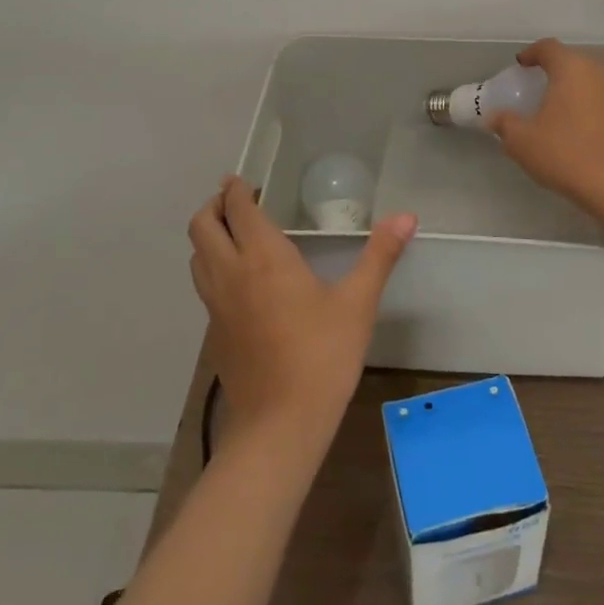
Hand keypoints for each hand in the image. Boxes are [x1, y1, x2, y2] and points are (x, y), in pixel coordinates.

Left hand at [188, 176, 416, 449]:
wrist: (280, 425)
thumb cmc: (322, 356)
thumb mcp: (358, 303)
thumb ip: (380, 255)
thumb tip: (406, 216)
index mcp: (263, 257)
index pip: (238, 209)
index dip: (235, 189)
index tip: (241, 180)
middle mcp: (231, 273)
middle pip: (201, 226)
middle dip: (213, 206)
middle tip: (236, 201)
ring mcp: (216, 306)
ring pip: (197, 257)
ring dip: (209, 237)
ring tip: (234, 235)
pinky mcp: (213, 335)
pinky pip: (204, 287)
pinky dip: (212, 269)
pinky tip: (240, 283)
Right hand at [492, 39, 603, 205]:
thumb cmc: (564, 153)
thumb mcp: (522, 141)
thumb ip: (505, 123)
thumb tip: (494, 117)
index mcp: (571, 69)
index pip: (549, 47)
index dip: (532, 53)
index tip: (521, 65)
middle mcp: (598, 73)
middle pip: (573, 60)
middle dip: (554, 69)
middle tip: (538, 86)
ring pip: (591, 79)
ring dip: (574, 87)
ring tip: (558, 107)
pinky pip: (603, 99)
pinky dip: (589, 105)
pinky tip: (578, 127)